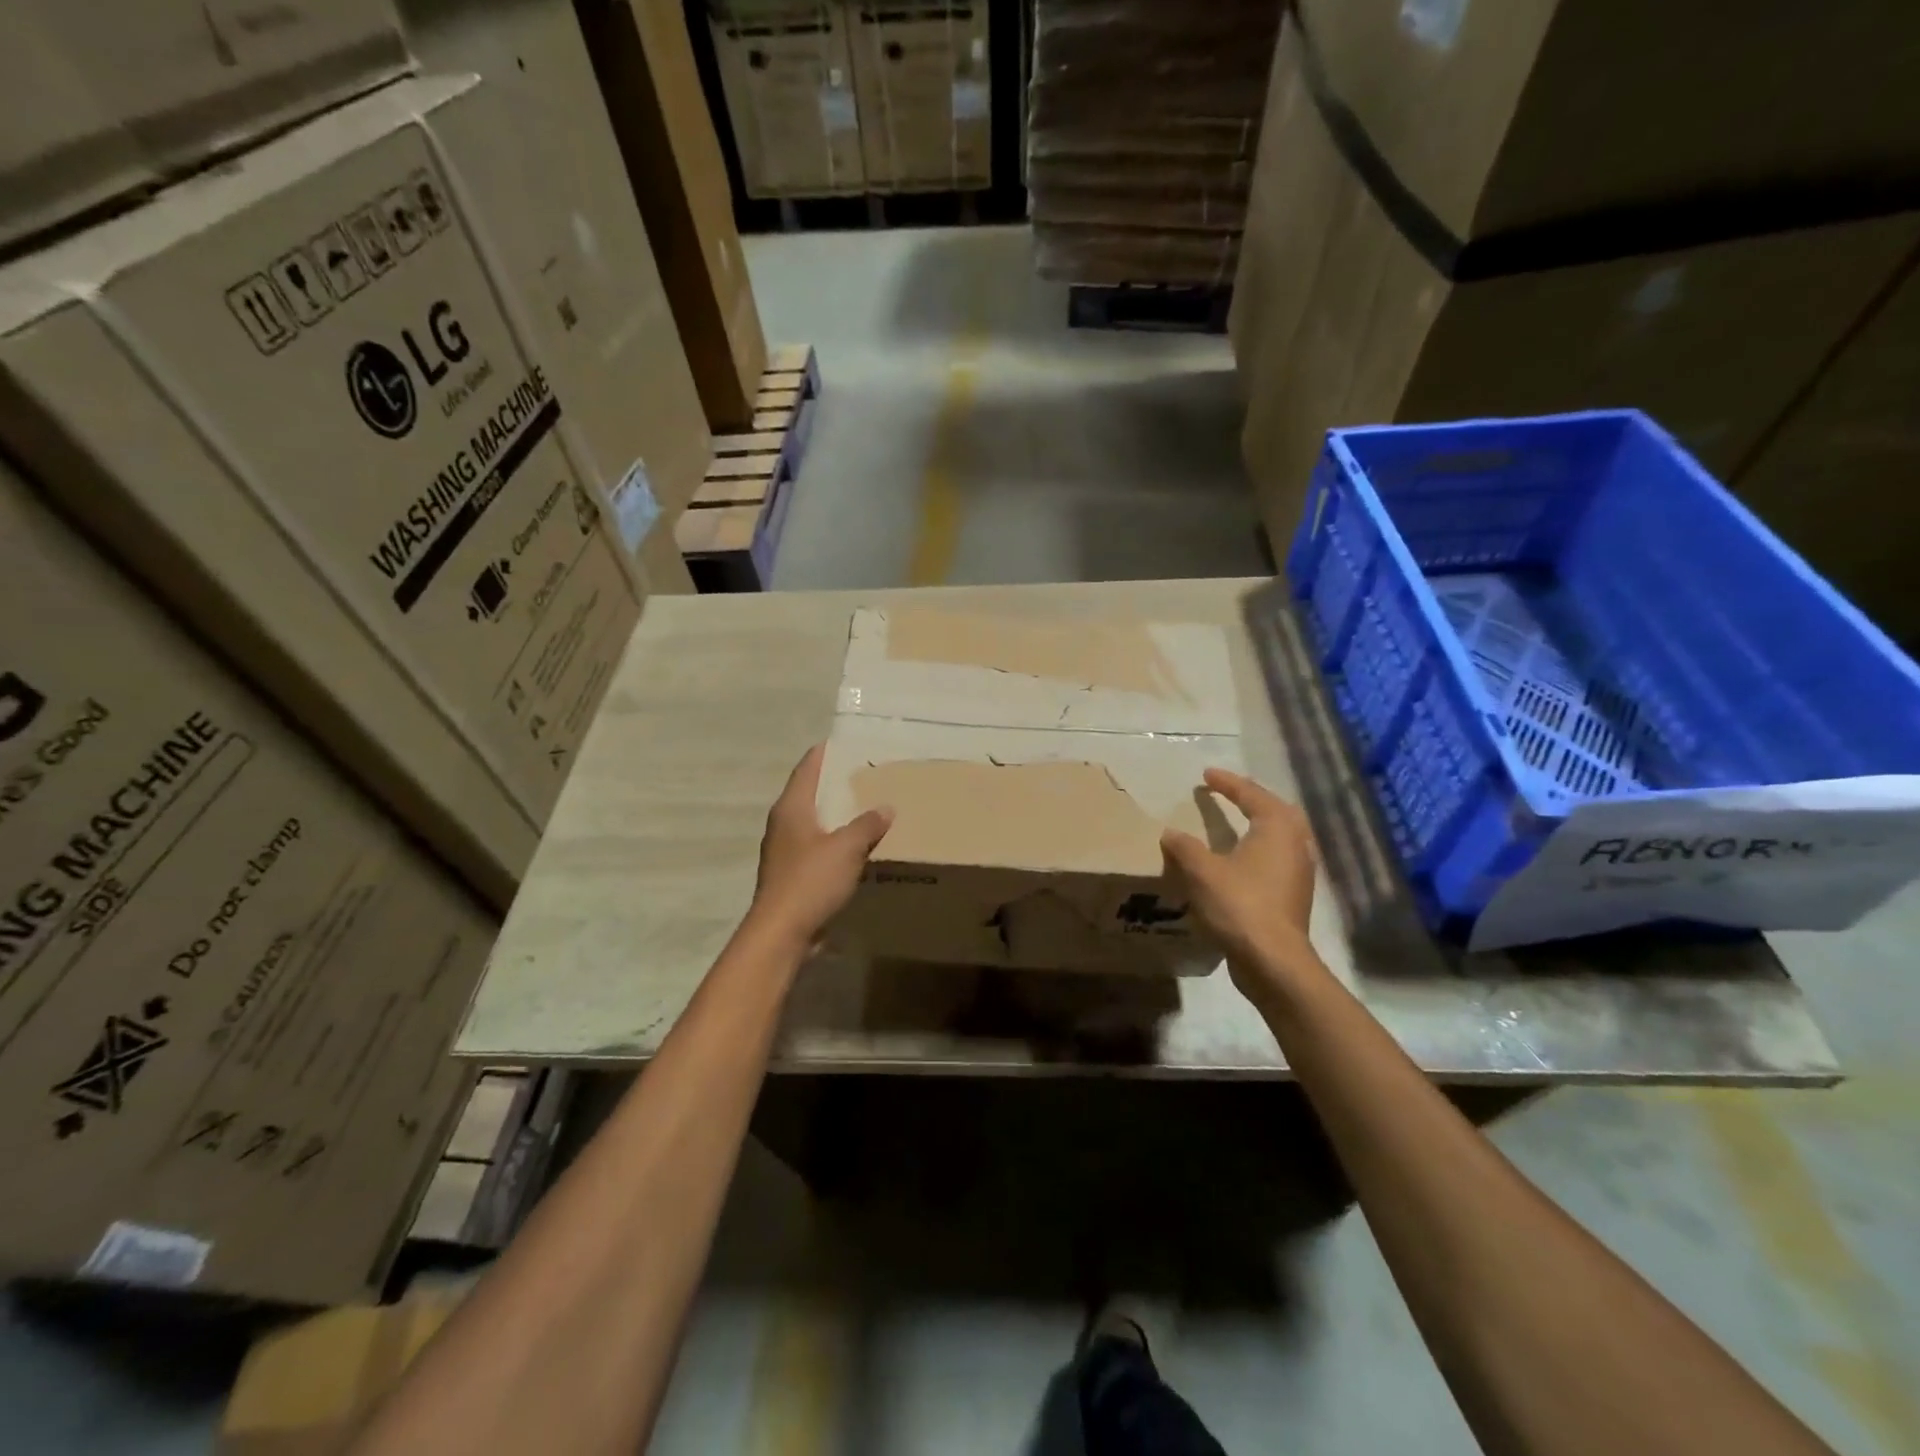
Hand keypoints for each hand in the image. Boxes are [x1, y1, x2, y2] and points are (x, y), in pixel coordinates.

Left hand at [749, 745, 893, 946]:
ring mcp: (785, 851)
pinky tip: (856, 847)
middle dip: (836, 784)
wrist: (781, 932)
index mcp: (792, 808)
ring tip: (867, 808)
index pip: (808, 767)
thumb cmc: (810, 881)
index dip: (826, 752)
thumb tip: (885, 807)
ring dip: (837, 815)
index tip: (847, 742)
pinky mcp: (791, 874)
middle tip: (867, 775)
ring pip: (814, 822)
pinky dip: (835, 841)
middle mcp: (783, 824)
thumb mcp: (847, 848)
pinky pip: (817, 847)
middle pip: (810, 793)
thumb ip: (867, 824)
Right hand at [1161, 769, 1320, 998]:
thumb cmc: (1239, 905)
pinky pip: (1277, 858)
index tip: (1206, 775)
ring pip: (1282, 836)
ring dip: (1260, 824)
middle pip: (1276, 811)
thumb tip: (1170, 833)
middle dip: (1252, 799)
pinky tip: (1241, 859)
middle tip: (1229, 793)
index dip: (1227, 783)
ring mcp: (1299, 871)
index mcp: (1276, 828)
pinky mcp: (1294, 895)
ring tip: (1236, 822)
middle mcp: (1296, 843)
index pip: (1251, 794)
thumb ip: (1185, 847)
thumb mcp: (1202, 871)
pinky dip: (1260, 849)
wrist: (1272, 960)